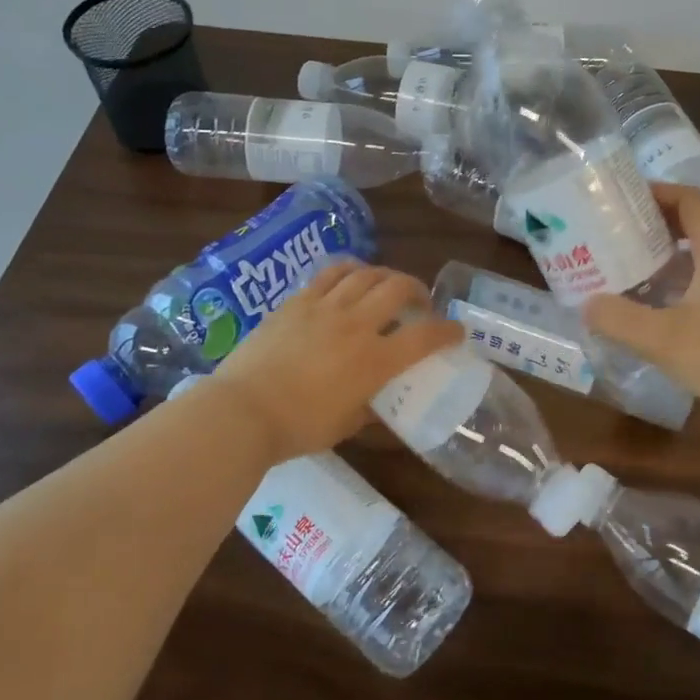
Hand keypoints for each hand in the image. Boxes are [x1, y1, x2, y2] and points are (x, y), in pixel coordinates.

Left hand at [204, 262, 462, 460]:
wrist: (243, 411)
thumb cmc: (298, 428)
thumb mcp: (345, 425)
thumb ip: (368, 407)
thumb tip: (377, 401)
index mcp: (375, 361)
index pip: (425, 336)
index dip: (448, 330)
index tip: (456, 331)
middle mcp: (356, 325)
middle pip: (398, 288)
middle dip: (417, 290)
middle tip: (419, 302)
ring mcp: (325, 308)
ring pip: (366, 274)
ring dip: (385, 276)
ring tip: (387, 285)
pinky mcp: (297, 301)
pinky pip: (331, 273)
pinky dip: (350, 271)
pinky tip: (352, 277)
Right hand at [583, 185, 699, 437]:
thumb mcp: (664, 340)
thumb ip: (619, 319)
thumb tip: (586, 304)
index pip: (689, 200)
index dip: (656, 192)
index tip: (621, 199)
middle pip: (697, 223)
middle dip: (656, 224)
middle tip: (616, 235)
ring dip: (671, 253)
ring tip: (633, 267)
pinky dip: (687, 278)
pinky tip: (665, 305)